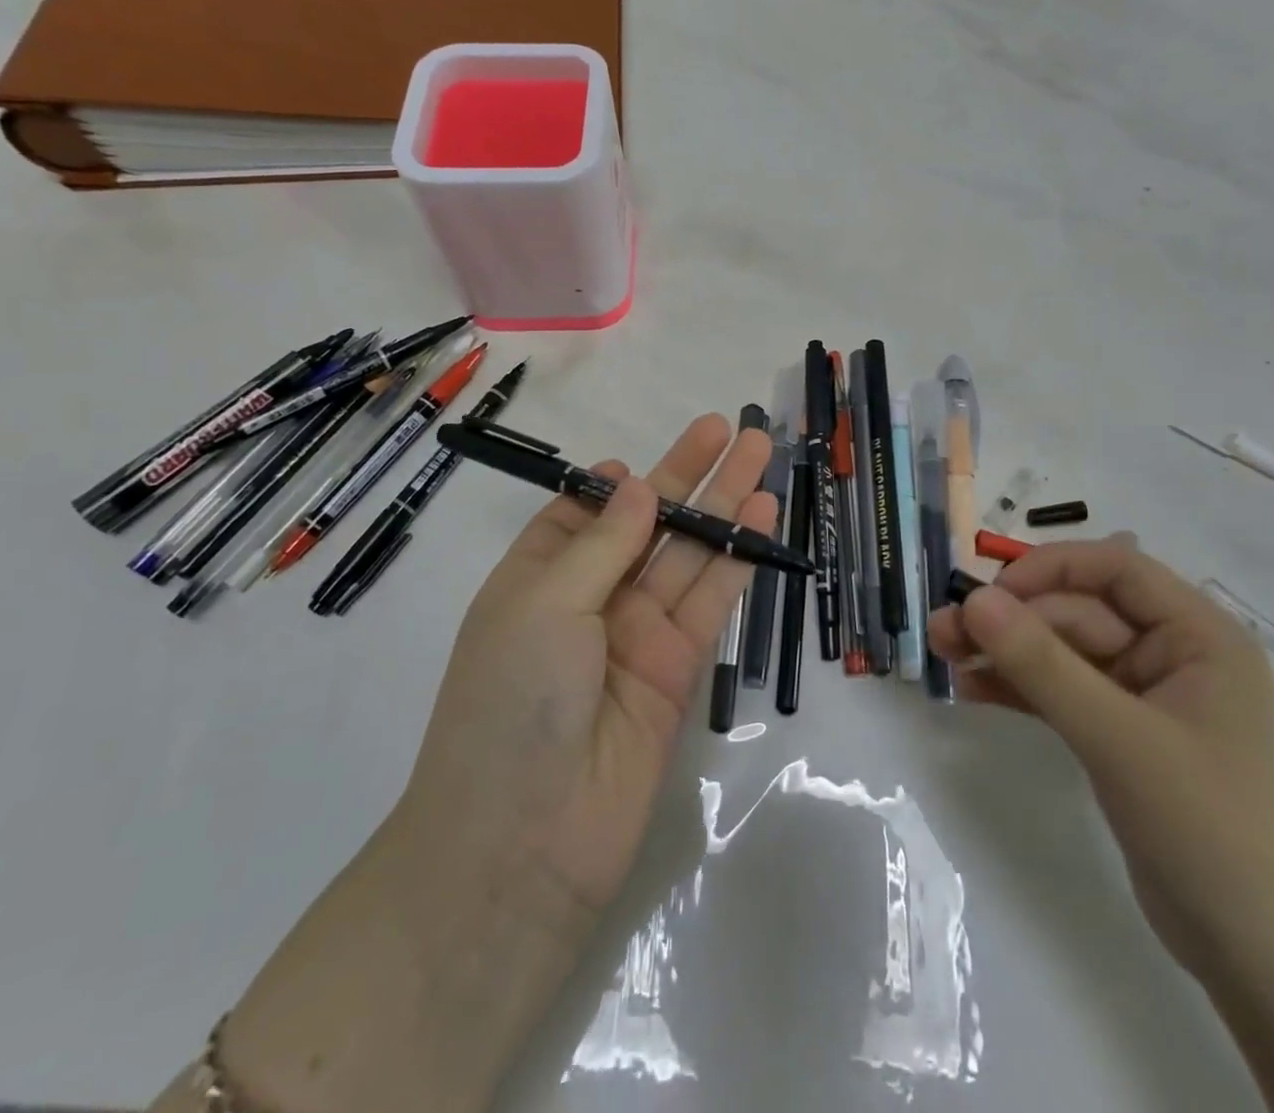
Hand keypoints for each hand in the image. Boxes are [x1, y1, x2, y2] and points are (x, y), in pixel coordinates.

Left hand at [216, 415, 772, 1112]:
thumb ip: (602, 543)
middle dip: (689, 477)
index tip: (641, 464)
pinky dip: (736, 558)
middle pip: (648, 526)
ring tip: (760, 454)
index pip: (579, 518)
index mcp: (538, 581)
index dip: (613, 487)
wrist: (525, 843)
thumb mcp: (544, 605)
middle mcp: (589, 603)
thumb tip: (638, 485)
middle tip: (731, 429)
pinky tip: (763, 518)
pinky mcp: (678, 670)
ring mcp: (637, 636)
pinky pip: (709, 601)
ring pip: (688, 556)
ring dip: (724, 506)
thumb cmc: (511, 701)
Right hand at [927, 536, 1273, 984]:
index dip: (1048, 569)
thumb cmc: (1207, 829)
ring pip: (1064, 653)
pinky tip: (972, 689)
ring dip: (1006, 653)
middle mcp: (1174, 654)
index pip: (1115, 569)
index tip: (988, 594)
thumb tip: (974, 600)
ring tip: (944, 654)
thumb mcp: (1118, 738)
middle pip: (1079, 613)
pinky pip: (1063, 693)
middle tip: (943, 633)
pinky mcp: (1122, 735)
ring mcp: (1146, 697)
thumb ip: (1042, 665)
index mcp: (1199, 635)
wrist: (1260, 961)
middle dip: (1011, 622)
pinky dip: (1021, 689)